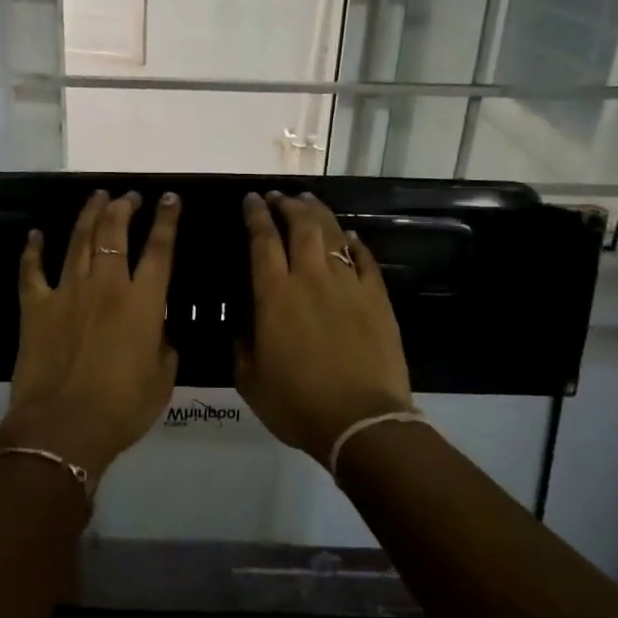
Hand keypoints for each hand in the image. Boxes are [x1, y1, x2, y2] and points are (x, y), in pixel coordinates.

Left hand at [0, 190, 181, 483]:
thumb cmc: (122, 409)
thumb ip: (164, 346)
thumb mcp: (162, 380)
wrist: (63, 427)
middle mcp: (106, 286)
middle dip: (124, 207)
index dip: (167, 220)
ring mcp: (66, 292)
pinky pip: (31, 270)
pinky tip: (35, 234)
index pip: (160, 249)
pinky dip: (33, 249)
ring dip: (89, 215)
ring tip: (97, 197)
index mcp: (142, 303)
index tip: (170, 199)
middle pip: (115, 233)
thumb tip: (158, 329)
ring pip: (78, 240)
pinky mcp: (35, 307)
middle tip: (129, 196)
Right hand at [235, 192, 414, 469]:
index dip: (256, 215)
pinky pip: (364, 259)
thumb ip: (241, 349)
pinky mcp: (376, 299)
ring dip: (318, 213)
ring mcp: (348, 286)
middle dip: (287, 205)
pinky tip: (349, 236)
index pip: (262, 240)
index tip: (251, 200)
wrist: (361, 420)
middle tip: (279, 197)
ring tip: (308, 201)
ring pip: (332, 235)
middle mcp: (310, 279)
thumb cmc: (297, 404)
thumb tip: (242, 332)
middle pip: (300, 226)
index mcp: (274, 295)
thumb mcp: (250, 382)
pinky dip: (354, 243)